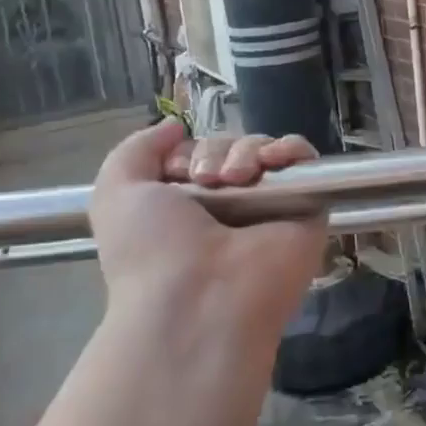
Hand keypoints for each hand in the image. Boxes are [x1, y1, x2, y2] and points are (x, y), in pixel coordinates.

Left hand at [89, 120, 327, 348]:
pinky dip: (292, 149)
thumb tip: (175, 126)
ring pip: (268, 150)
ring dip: (249, 151)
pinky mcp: (309, 209)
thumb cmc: (152, 251)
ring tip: (238, 179)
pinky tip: (274, 161)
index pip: (202, 153)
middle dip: (218, 151)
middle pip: (236, 148)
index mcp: (190, 205)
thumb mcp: (116, 193)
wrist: (200, 299)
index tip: (180, 172)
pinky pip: (306, 161)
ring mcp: (272, 207)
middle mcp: (233, 206)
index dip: (191, 152)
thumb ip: (136, 150)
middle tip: (210, 179)